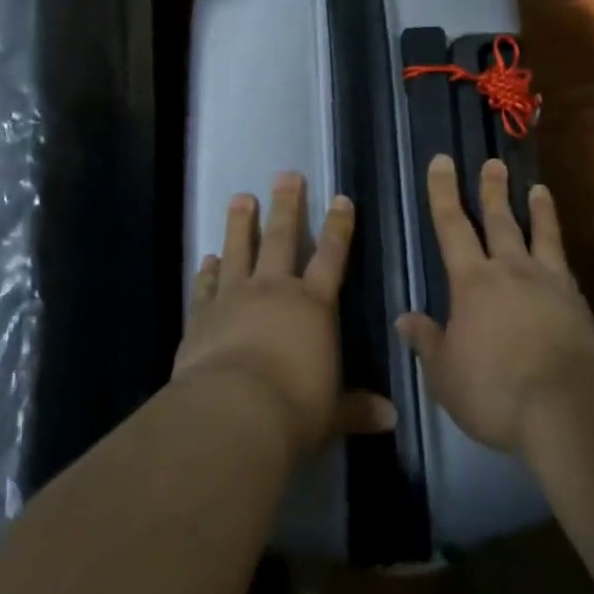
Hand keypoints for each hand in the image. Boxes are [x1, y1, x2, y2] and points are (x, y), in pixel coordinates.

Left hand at [174, 172, 395, 456]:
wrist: (232, 415)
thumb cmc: (294, 410)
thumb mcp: (332, 413)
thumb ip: (357, 409)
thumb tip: (391, 418)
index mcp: (313, 306)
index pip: (331, 256)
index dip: (338, 227)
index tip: (340, 199)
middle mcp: (275, 291)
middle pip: (282, 238)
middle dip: (286, 205)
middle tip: (286, 175)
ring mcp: (235, 298)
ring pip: (239, 250)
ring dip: (240, 223)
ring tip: (241, 197)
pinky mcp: (202, 316)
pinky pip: (206, 286)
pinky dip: (207, 271)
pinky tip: (206, 258)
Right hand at [397, 155, 593, 453]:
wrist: (567, 406)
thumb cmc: (494, 391)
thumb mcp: (446, 375)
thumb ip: (428, 343)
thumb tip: (405, 318)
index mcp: (472, 282)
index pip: (451, 226)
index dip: (443, 192)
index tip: (442, 161)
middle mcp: (510, 270)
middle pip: (500, 220)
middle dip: (492, 190)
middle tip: (493, 163)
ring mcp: (548, 283)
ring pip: (540, 235)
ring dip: (538, 210)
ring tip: (538, 188)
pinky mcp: (577, 303)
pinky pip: (565, 266)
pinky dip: (560, 252)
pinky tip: (561, 255)